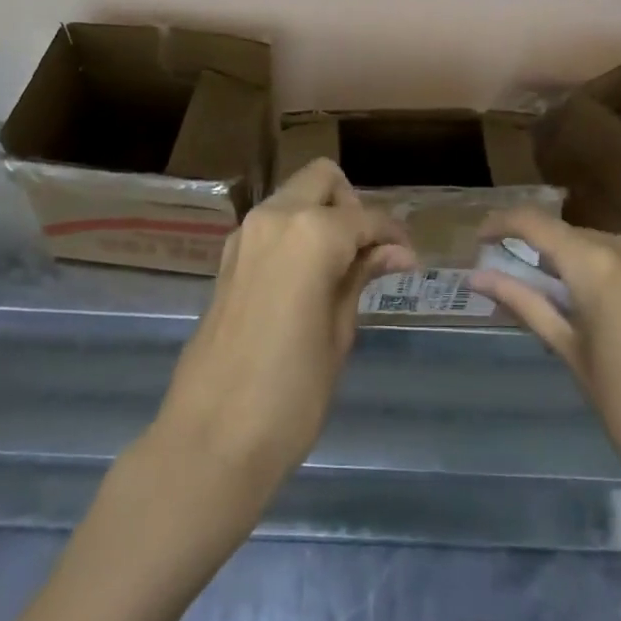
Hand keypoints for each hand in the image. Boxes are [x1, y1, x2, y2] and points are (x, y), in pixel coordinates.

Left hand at [150, 158, 416, 501]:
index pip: (365, 218)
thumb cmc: (291, 393)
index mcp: (311, 233)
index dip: (393, 236)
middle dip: (351, 205)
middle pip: (322, 179)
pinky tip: (309, 277)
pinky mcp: (227, 257)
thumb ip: (362, 277)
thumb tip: (396, 252)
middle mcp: (275, 217)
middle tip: (368, 253)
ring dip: (322, 215)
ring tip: (343, 267)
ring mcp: (245, 234)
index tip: (410, 260)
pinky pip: (272, 223)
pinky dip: (296, 232)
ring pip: (294, 196)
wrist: (210, 441)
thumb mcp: (339, 333)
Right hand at [470, 209, 620, 534]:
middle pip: (574, 236)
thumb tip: (476, 277)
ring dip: (585, 264)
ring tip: (576, 305)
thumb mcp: (570, 353)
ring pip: (609, 246)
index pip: (536, 225)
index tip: (481, 238)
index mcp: (599, 266)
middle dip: (546, 254)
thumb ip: (523, 303)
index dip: (502, 224)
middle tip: (526, 285)